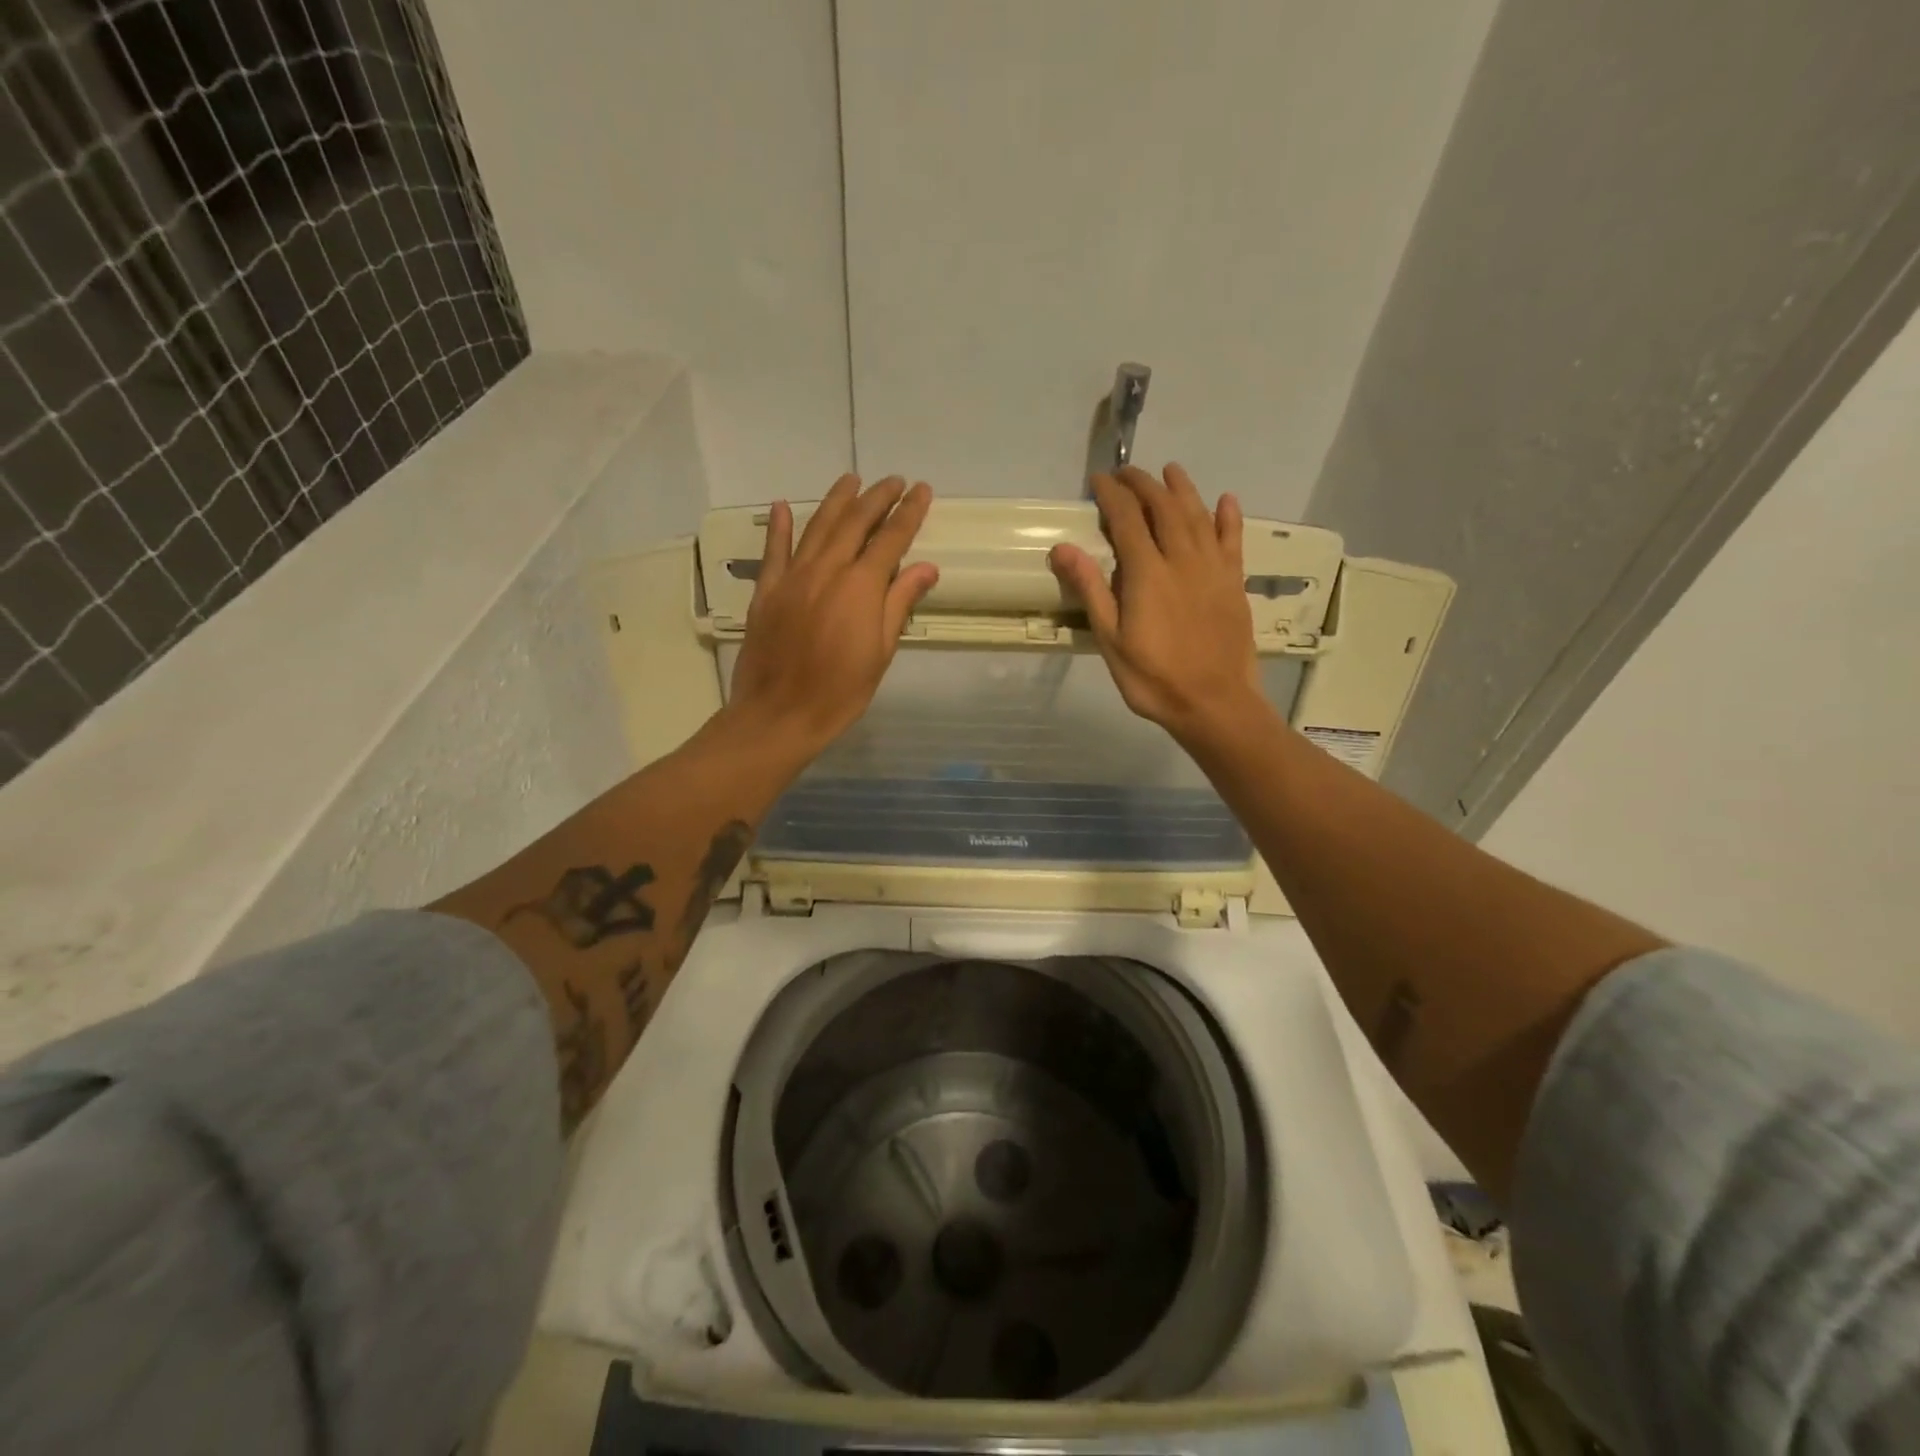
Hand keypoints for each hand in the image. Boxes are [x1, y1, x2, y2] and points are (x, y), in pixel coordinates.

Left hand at [724, 474, 938, 759]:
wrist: (779, 714)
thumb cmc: (840, 691)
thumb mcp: (881, 652)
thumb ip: (899, 603)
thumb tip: (926, 567)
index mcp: (860, 586)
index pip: (891, 539)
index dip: (909, 513)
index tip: (922, 491)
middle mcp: (826, 570)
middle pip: (855, 523)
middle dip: (877, 497)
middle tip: (894, 480)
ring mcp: (792, 577)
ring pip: (817, 527)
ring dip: (837, 501)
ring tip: (852, 479)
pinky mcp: (766, 591)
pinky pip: (774, 551)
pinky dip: (780, 527)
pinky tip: (784, 506)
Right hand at [1049, 465, 1263, 747]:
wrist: (1214, 702)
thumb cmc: (1153, 678)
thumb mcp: (1110, 640)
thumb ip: (1091, 589)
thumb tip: (1063, 548)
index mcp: (1147, 573)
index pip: (1127, 519)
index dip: (1111, 495)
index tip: (1098, 481)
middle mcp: (1182, 559)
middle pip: (1164, 508)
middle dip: (1144, 485)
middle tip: (1127, 474)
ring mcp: (1213, 569)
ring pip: (1199, 515)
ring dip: (1183, 489)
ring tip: (1170, 471)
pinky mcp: (1234, 583)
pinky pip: (1233, 540)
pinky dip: (1229, 517)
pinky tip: (1226, 500)